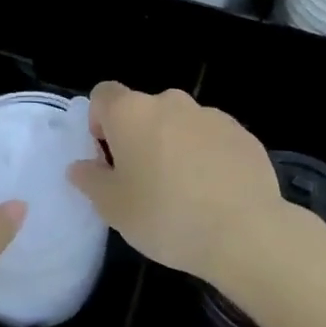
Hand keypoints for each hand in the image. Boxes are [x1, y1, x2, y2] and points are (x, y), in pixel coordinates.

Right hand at [67, 82, 281, 285]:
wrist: (244, 232)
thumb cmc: (166, 216)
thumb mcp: (114, 208)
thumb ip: (91, 180)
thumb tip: (81, 166)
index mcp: (132, 112)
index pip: (103, 94)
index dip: (100, 121)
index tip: (108, 157)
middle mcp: (170, 102)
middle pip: (144, 110)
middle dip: (139, 137)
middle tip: (143, 182)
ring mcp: (211, 114)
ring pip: (180, 124)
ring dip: (175, 146)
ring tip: (184, 192)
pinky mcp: (242, 133)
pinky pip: (213, 139)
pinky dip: (208, 157)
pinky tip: (215, 193)